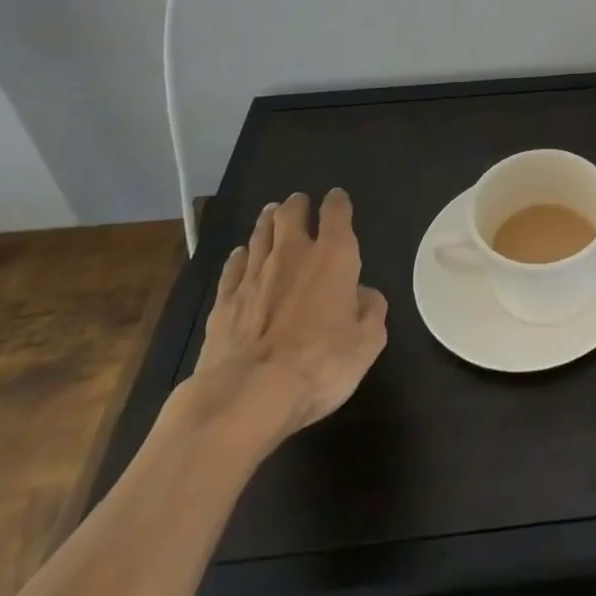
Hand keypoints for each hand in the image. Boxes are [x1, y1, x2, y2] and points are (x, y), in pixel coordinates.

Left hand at [178, 188, 387, 462]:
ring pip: (260, 234)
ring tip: (271, 215)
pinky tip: (241, 256)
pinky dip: (240, 256)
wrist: (246, 396)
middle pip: (290, 213)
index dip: (338, 202)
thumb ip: (371, 311)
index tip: (337, 199)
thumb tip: (363, 294)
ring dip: (267, 222)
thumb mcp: (367, 343)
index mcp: (333, 256)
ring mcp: (253, 275)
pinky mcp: (224, 300)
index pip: (336, 213)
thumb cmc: (319, 365)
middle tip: (299, 202)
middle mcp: (292, 254)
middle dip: (297, 205)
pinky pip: (233, 266)